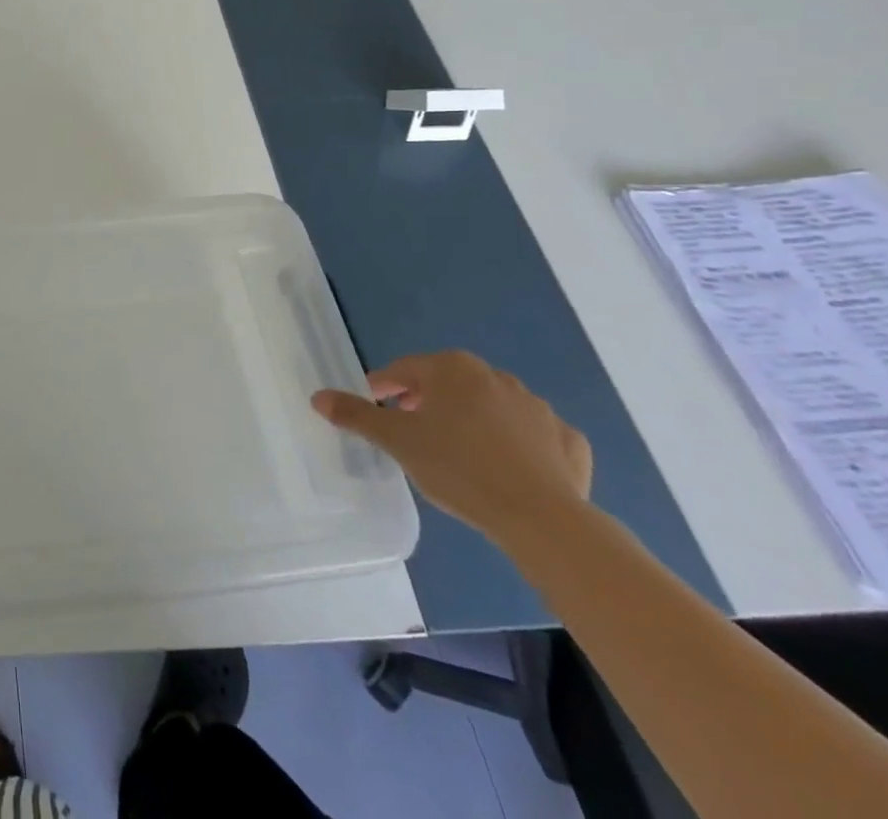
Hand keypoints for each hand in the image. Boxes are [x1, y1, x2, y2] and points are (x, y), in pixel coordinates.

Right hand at [311, 352, 591, 546]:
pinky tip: (510, 467)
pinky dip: (518, 444)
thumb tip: (317, 396)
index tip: (373, 409)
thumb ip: (356, 415)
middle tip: (411, 431)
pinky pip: (533, 435)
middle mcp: (495, 376)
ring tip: (458, 452)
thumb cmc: (458, 467)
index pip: (404, 371)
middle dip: (426, 402)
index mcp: (451, 369)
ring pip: (491, 408)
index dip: (383, 388)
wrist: (542, 518)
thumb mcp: (397, 441)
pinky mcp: (569, 442)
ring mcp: (538, 407)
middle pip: (448, 384)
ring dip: (472, 421)